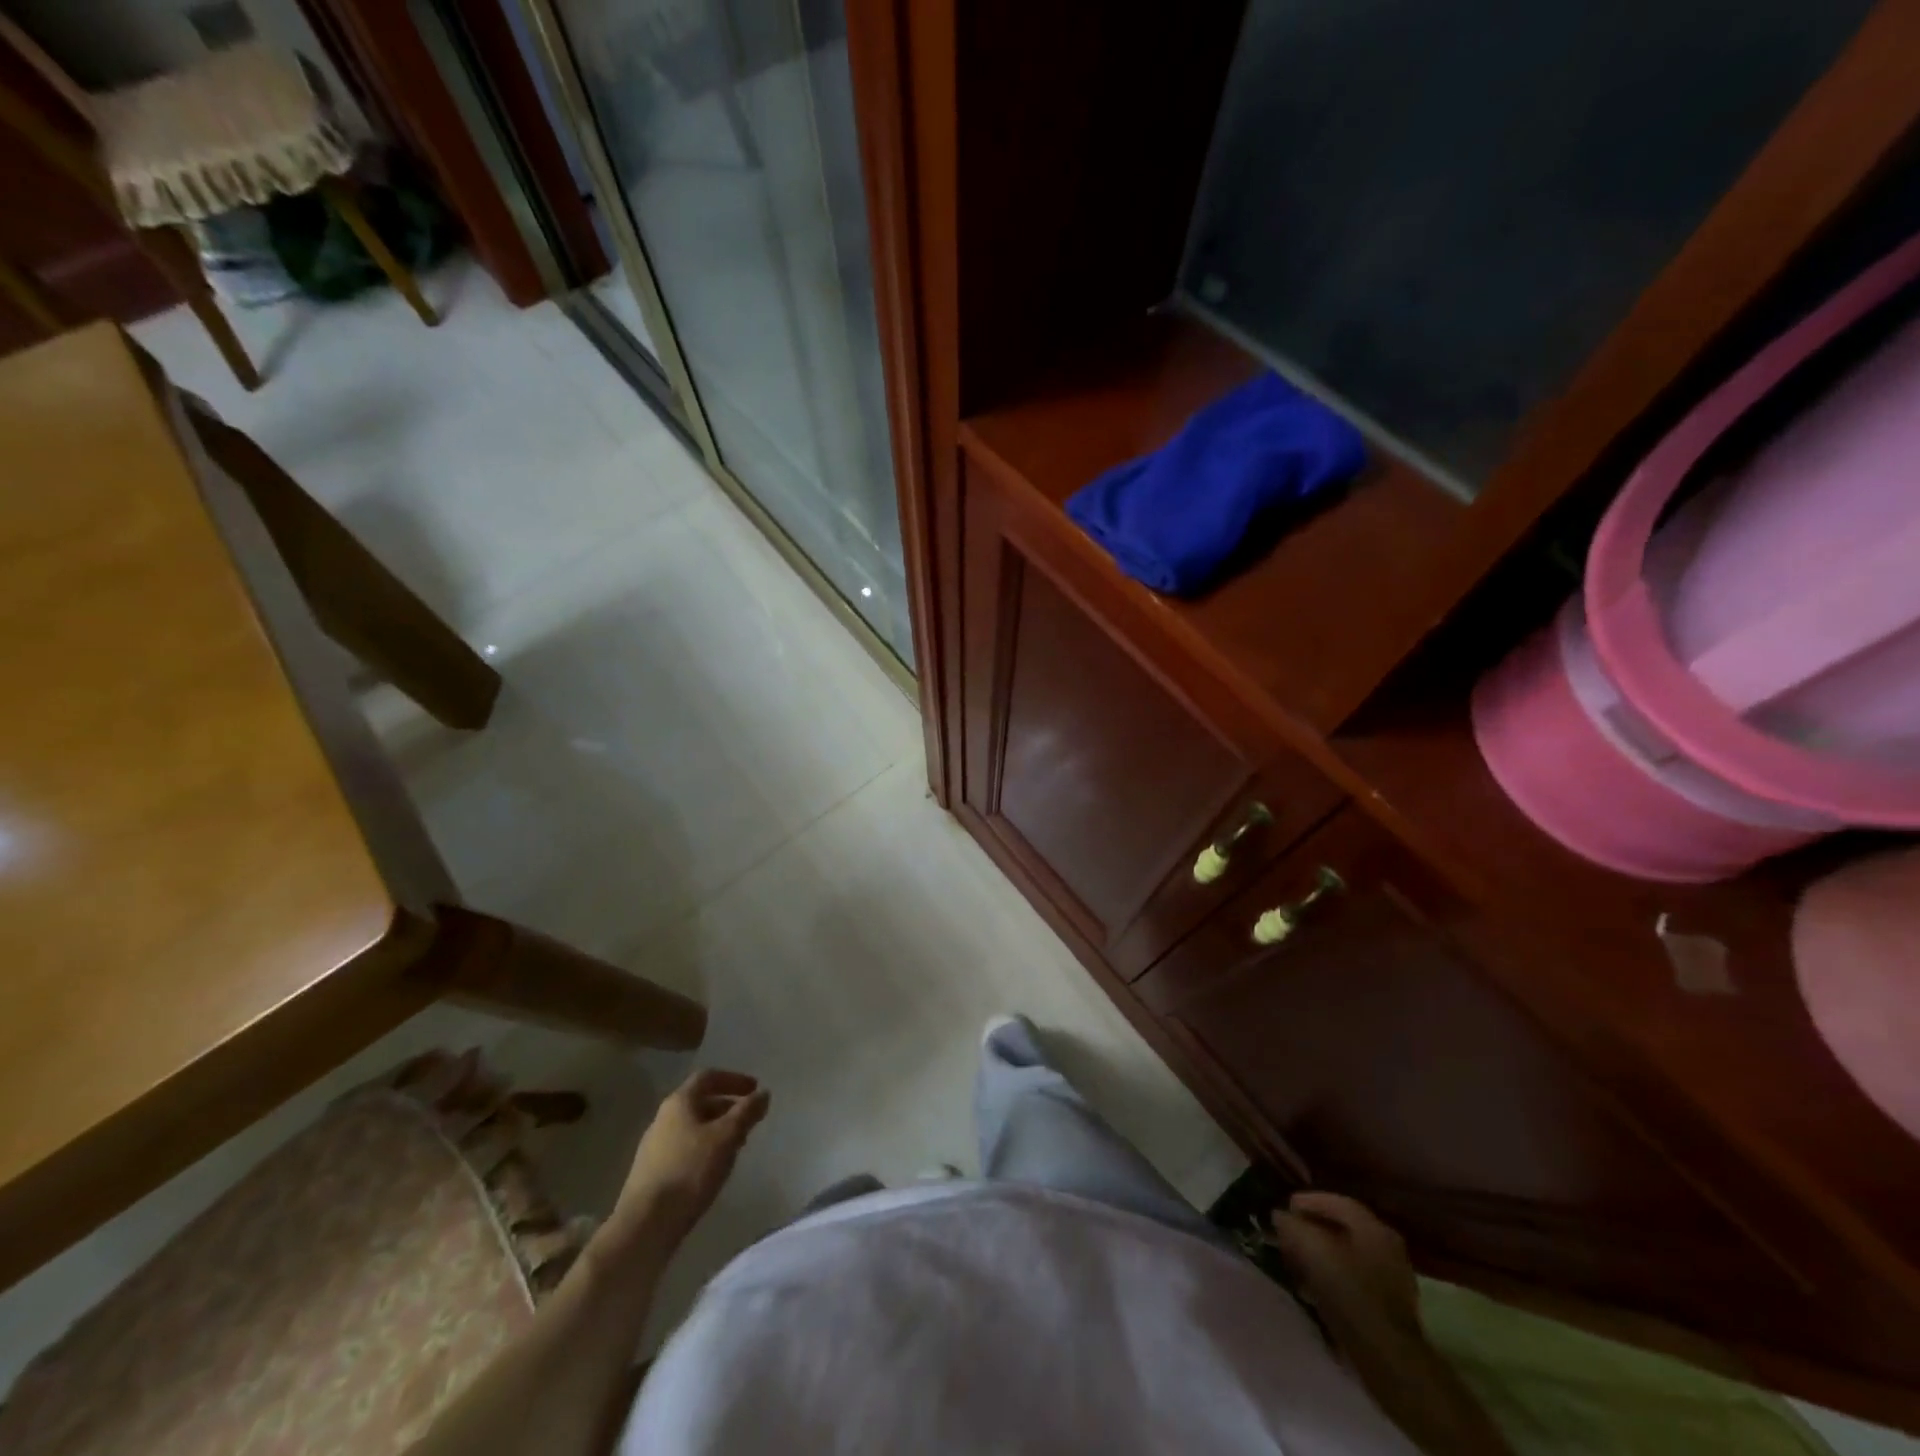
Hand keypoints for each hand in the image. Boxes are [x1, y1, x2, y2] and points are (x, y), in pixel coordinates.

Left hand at [609, 1069, 769, 1248]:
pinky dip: (704, 1149)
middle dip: (728, 1107)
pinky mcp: (652, 1173)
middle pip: (700, 1102)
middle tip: (749, 1120)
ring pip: (693, 1127)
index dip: (734, 1079)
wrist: (645, 1225)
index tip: (754, 1089)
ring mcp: (654, 1147)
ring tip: (737, 1146)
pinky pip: (684, 1149)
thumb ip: (747, 1112)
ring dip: (717, 1130)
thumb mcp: (726, 1137)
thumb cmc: (689, 1171)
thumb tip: (763, 1094)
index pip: (708, 1077)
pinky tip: (714, 1169)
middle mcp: (663, 1118)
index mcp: (679, 1103)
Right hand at [1267, 1191, 1420, 1343]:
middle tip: (1287, 1233)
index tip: (1284, 1208)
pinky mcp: (1388, 1309)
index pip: (1337, 1202)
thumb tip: (1279, 1216)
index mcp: (1373, 1228)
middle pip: (1343, 1229)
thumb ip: (1291, 1225)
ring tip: (1295, 1261)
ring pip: (1347, 1255)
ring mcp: (1392, 1280)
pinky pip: (1354, 1280)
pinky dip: (1332, 1277)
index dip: (1307, 1201)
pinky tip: (1313, 1288)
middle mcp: (1387, 1248)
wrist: (1387, 1358)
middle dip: (1312, 1229)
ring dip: (1321, 1254)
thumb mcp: (1311, 1249)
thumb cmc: (1349, 1293)